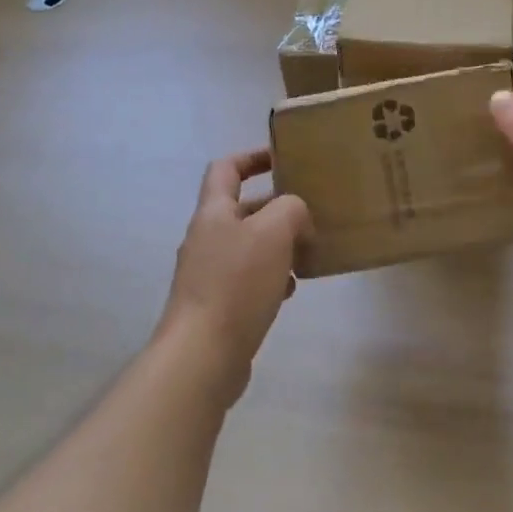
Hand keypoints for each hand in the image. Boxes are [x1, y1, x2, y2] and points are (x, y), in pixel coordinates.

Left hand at [156, 149, 312, 403]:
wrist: (202, 355)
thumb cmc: (236, 283)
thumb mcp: (273, 232)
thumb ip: (290, 209)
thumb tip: (296, 216)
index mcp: (213, 212)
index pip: (226, 168)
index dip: (252, 157)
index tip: (282, 158)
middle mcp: (206, 238)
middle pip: (241, 209)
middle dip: (276, 207)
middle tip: (310, 212)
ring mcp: (208, 274)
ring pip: (248, 246)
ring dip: (277, 244)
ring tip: (307, 251)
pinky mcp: (216, 306)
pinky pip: (247, 279)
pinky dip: (270, 277)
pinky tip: (290, 290)